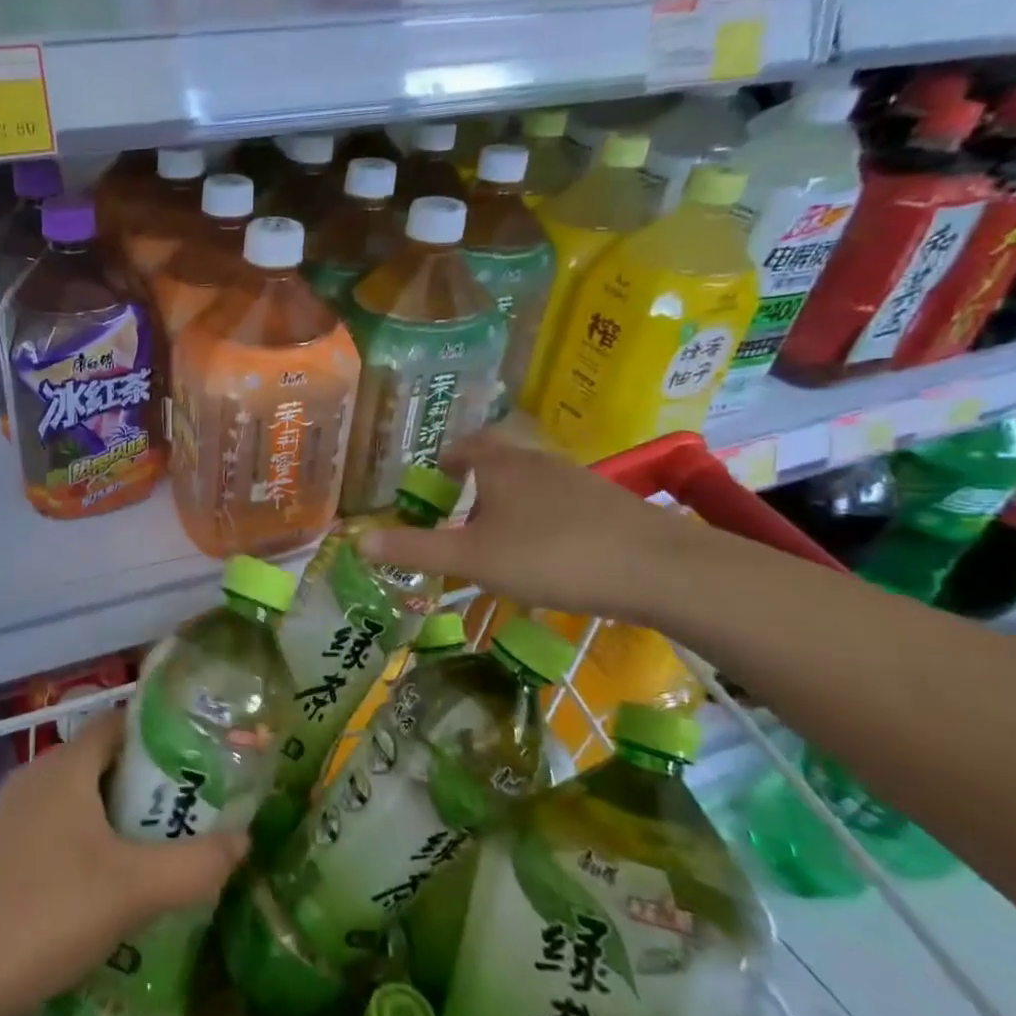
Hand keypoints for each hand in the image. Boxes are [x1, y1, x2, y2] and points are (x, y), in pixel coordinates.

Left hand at [0, 709, 245, 1015]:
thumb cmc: (47, 913)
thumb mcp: (135, 890)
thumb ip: (196, 864)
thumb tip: (244, 839)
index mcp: (65, 766)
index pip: (118, 723)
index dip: (159, 733)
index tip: (199, 759)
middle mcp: (35, 776)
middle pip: (101, 762)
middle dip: (145, 784)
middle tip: (188, 813)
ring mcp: (9, 815)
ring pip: (77, 799)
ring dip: (115, 818)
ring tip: (155, 851)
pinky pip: (53, 830)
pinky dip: (84, 843)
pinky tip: (102, 888)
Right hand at [359, 430, 703, 621]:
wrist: (659, 569)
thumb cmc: (550, 556)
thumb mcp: (471, 559)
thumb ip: (414, 549)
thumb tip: (356, 541)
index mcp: (501, 465)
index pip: (465, 445)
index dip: (444, 459)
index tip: (432, 480)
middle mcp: (538, 463)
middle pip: (499, 461)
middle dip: (475, 483)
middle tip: (457, 515)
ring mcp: (580, 482)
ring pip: (532, 484)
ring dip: (509, 503)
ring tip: (496, 538)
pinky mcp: (610, 507)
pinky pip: (561, 505)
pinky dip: (542, 521)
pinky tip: (546, 555)